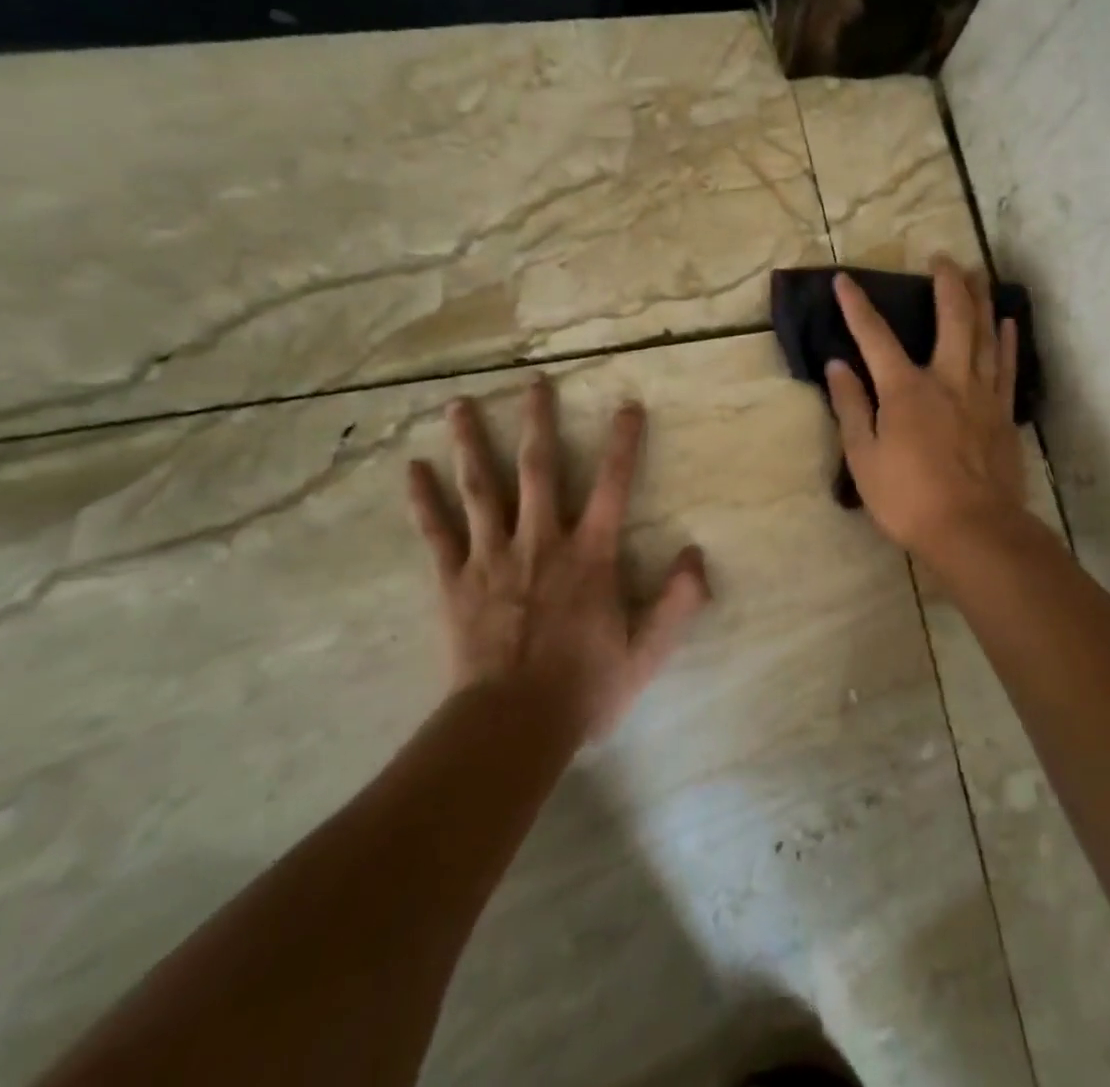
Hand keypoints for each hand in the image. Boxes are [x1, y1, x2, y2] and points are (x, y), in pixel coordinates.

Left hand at [405, 379, 710, 741]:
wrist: (513, 726)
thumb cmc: (585, 687)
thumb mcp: (648, 651)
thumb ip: (678, 601)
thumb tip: (697, 553)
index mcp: (589, 555)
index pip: (613, 486)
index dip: (623, 443)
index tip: (627, 405)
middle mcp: (541, 542)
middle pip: (539, 470)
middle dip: (539, 423)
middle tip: (533, 383)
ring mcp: (493, 557)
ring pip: (481, 488)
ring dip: (471, 444)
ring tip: (458, 405)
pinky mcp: (456, 580)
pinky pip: (437, 533)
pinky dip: (424, 500)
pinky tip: (412, 469)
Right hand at [826, 256, 1027, 558]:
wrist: (973, 531)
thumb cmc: (908, 498)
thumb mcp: (864, 457)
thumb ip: (852, 407)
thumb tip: (837, 366)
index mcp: (906, 389)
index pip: (876, 337)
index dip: (857, 307)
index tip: (844, 279)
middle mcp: (948, 379)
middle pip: (951, 319)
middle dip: (945, 283)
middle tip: (942, 257)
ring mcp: (981, 394)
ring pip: (985, 334)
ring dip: (980, 300)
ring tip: (978, 274)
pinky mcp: (1003, 413)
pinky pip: (1006, 366)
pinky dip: (1007, 340)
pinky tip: (1007, 322)